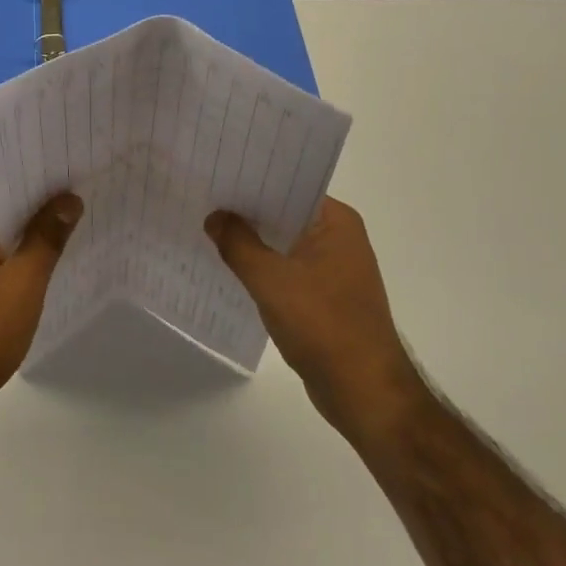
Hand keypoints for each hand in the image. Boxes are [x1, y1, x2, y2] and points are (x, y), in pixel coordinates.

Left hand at [0, 194, 82, 418]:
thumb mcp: (23, 282)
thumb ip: (46, 237)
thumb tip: (69, 198)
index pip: (9, 192)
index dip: (45, 187)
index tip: (81, 179)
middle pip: (8, 215)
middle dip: (45, 213)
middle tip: (91, 202)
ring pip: (6, 242)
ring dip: (37, 241)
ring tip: (83, 230)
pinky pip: (1, 265)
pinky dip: (25, 264)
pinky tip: (55, 268)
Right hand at [205, 197, 428, 444]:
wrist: (364, 391)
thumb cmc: (323, 325)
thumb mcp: (271, 280)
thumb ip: (238, 244)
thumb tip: (215, 216)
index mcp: (336, 222)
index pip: (289, 186)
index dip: (252, 181)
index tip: (216, 174)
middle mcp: (339, 238)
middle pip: (284, 214)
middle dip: (246, 211)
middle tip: (202, 199)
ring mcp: (333, 269)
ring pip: (283, 244)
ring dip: (252, 241)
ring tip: (207, 229)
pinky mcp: (324, 297)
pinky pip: (286, 270)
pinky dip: (261, 268)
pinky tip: (229, 268)